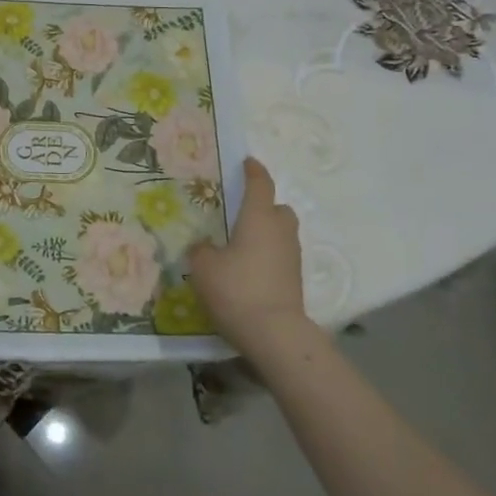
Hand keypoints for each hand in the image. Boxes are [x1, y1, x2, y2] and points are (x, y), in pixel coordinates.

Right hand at [187, 157, 313, 359]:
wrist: (274, 333)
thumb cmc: (237, 289)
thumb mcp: (203, 267)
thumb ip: (201, 250)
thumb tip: (205, 246)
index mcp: (258, 218)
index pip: (260, 184)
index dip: (253, 171)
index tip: (247, 162)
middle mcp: (280, 231)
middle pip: (278, 208)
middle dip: (265, 205)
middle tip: (242, 211)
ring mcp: (292, 256)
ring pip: (282, 233)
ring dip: (267, 232)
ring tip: (241, 243)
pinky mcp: (294, 280)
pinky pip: (281, 256)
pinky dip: (268, 255)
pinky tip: (248, 268)